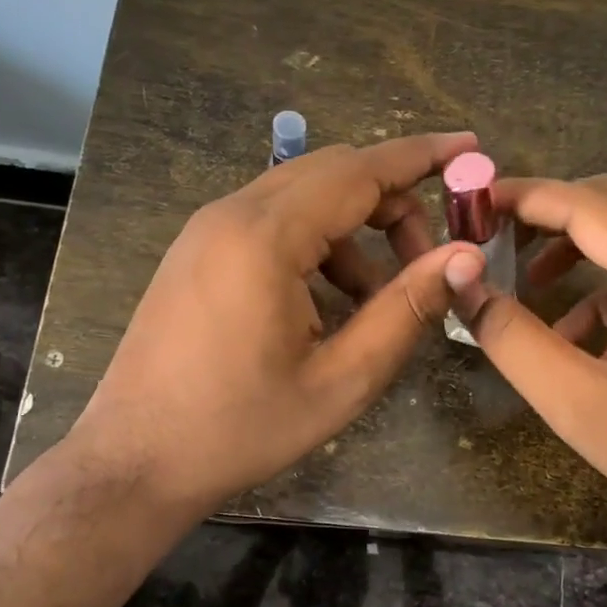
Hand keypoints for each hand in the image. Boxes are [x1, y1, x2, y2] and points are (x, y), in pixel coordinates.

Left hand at [71, 133, 486, 517]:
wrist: (135, 461)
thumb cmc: (241, 428)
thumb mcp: (341, 380)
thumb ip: (406, 310)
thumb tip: (465, 257)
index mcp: (265, 237)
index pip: (360, 171)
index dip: (422, 156)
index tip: (470, 146)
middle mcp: (231, 214)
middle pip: (333, 174)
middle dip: (393, 203)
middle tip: (429, 258)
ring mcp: (207, 230)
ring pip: (303, 198)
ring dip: (355, 231)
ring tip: (378, 300)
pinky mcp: (197, 251)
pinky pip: (272, 222)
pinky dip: (317, 245)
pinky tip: (329, 304)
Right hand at [457, 175, 606, 543]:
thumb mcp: (572, 400)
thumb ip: (511, 336)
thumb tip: (461, 280)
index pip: (590, 204)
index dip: (525, 197)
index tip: (472, 203)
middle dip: (547, 212)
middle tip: (491, 235)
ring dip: (572, 243)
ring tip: (522, 277)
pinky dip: (599, 280)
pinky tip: (571, 330)